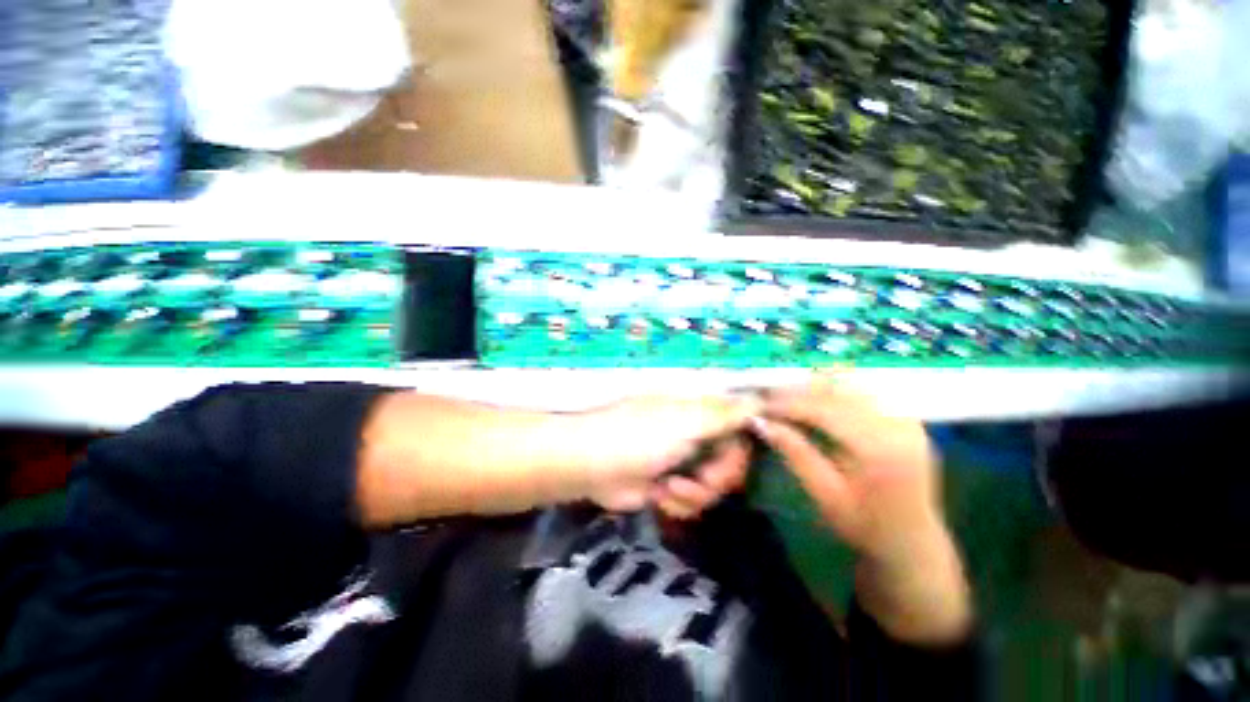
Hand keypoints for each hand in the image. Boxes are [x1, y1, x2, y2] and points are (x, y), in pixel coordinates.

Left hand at [571, 396, 756, 516]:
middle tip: (701, 479)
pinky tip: (660, 497)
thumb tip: (761, 398)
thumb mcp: (685, 421)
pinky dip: (679, 503)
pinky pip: (693, 501)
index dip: (742, 446)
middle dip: (719, 476)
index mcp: (697, 412)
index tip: (736, 459)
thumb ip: (724, 414)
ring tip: (670, 488)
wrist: (590, 465)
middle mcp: (694, 433)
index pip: (739, 426)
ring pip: (714, 486)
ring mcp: (680, 460)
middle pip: (731, 461)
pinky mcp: (668, 486)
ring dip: (695, 493)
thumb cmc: (637, 436)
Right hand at [751, 382, 971, 643]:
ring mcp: (906, 419)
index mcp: (880, 449)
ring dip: (816, 388)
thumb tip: (761, 422)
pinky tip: (817, 400)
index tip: (761, 405)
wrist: (913, 544)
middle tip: (769, 398)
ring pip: (852, 386)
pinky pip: (865, 394)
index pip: (826, 410)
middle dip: (799, 392)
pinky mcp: (906, 420)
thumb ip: (795, 453)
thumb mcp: (824, 494)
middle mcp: (898, 426)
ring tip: (788, 398)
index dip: (789, 404)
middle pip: (839, 391)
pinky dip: (836, 392)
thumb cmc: (865, 526)